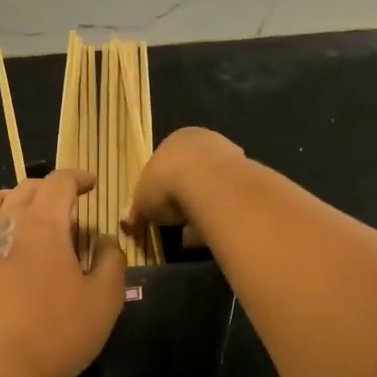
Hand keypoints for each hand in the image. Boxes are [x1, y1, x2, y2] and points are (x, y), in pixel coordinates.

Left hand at [0, 170, 125, 376]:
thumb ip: (111, 260)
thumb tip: (104, 240)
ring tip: (33, 215)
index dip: (78, 177)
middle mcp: (6, 224)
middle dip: (51, 188)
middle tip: (71, 205)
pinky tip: (8, 248)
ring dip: (17, 198)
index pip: (59, 182)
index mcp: (42, 224)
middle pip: (26, 188)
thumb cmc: (59, 333)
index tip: (92, 185)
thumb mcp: (104, 299)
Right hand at [125, 127, 244, 242]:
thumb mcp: (142, 200)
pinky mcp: (249, 176)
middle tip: (176, 224)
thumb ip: (136, 211)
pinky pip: (229, 200)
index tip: (158, 211)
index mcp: (176, 139)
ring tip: (192, 237)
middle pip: (192, 174)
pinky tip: (211, 235)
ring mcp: (231, 156)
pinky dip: (219, 217)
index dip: (160, 189)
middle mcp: (205, 142)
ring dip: (203, 210)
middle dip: (184, 200)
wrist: (209, 184)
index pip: (166, 163)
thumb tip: (127, 223)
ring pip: (213, 188)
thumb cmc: (166, 183)